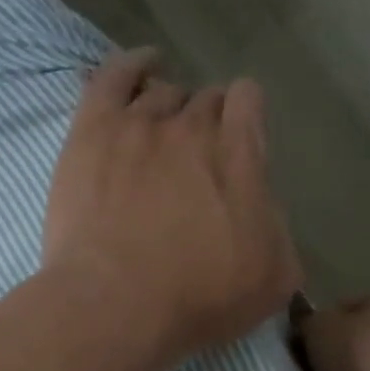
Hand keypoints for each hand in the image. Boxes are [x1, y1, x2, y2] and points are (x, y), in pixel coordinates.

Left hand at [42, 48, 301, 363]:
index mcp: (240, 153)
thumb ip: (277, 227)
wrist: (117, 305)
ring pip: (160, 91)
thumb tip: (262, 205)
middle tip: (194, 162)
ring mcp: (138, 123)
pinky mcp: (92, 131)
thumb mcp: (274, 277)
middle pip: (204, 99)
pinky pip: (112, 77)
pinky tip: (140, 65)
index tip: (238, 144)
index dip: (245, 118)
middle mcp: (192, 125)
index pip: (248, 102)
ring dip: (167, 109)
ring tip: (160, 136)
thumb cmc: (200, 299)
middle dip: (206, 123)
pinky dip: (130, 65)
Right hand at [292, 295, 369, 370]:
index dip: (320, 322)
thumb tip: (306, 322)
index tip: (301, 342)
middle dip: (334, 352)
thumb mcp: (317, 326)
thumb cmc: (356, 355)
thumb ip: (308, 320)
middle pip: (357, 338)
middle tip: (308, 368)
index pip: (346, 305)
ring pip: (364, 368)